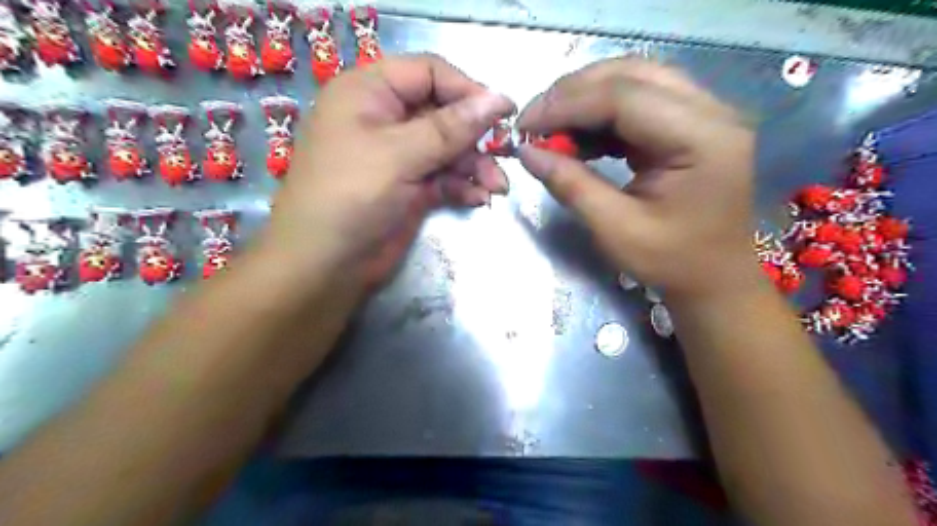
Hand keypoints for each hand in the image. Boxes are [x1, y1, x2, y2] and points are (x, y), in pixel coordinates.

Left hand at [266, 54, 515, 286]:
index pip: (429, 73)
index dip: (467, 90)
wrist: (325, 266)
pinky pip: (445, 177)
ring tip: (497, 187)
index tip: (503, 113)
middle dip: (475, 137)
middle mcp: (385, 119)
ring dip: (475, 166)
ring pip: (449, 149)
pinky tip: (479, 199)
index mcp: (369, 93)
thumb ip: (450, 128)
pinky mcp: (410, 188)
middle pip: (444, 113)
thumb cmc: (350, 197)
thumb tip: (499, 99)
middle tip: (505, 156)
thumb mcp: (398, 155)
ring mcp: (399, 157)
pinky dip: (463, 186)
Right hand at [516, 57, 764, 297]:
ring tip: (550, 130)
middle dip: (572, 94)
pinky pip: (638, 101)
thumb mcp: (616, 229)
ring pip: (633, 80)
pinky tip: (577, 137)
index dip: (566, 105)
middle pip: (630, 74)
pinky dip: (600, 114)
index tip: (524, 127)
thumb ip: (571, 185)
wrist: (716, 277)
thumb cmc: (672, 261)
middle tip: (534, 123)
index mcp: (702, 138)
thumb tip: (527, 153)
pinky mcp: (689, 123)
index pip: (624, 97)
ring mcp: (703, 113)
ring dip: (584, 99)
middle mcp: (711, 111)